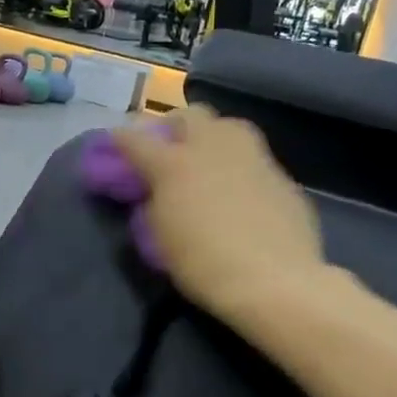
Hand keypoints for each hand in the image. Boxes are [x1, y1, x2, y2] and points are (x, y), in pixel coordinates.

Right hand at [113, 106, 327, 324]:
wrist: (274, 281)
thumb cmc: (203, 264)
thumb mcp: (160, 236)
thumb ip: (155, 202)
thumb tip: (158, 192)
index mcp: (174, 163)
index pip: (136, 139)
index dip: (121, 140)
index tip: (115, 145)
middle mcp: (213, 148)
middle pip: (190, 116)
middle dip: (175, 127)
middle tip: (169, 152)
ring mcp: (253, 157)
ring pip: (229, 128)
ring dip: (212, 139)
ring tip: (208, 165)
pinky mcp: (281, 175)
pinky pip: (253, 160)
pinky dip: (240, 169)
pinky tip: (240, 195)